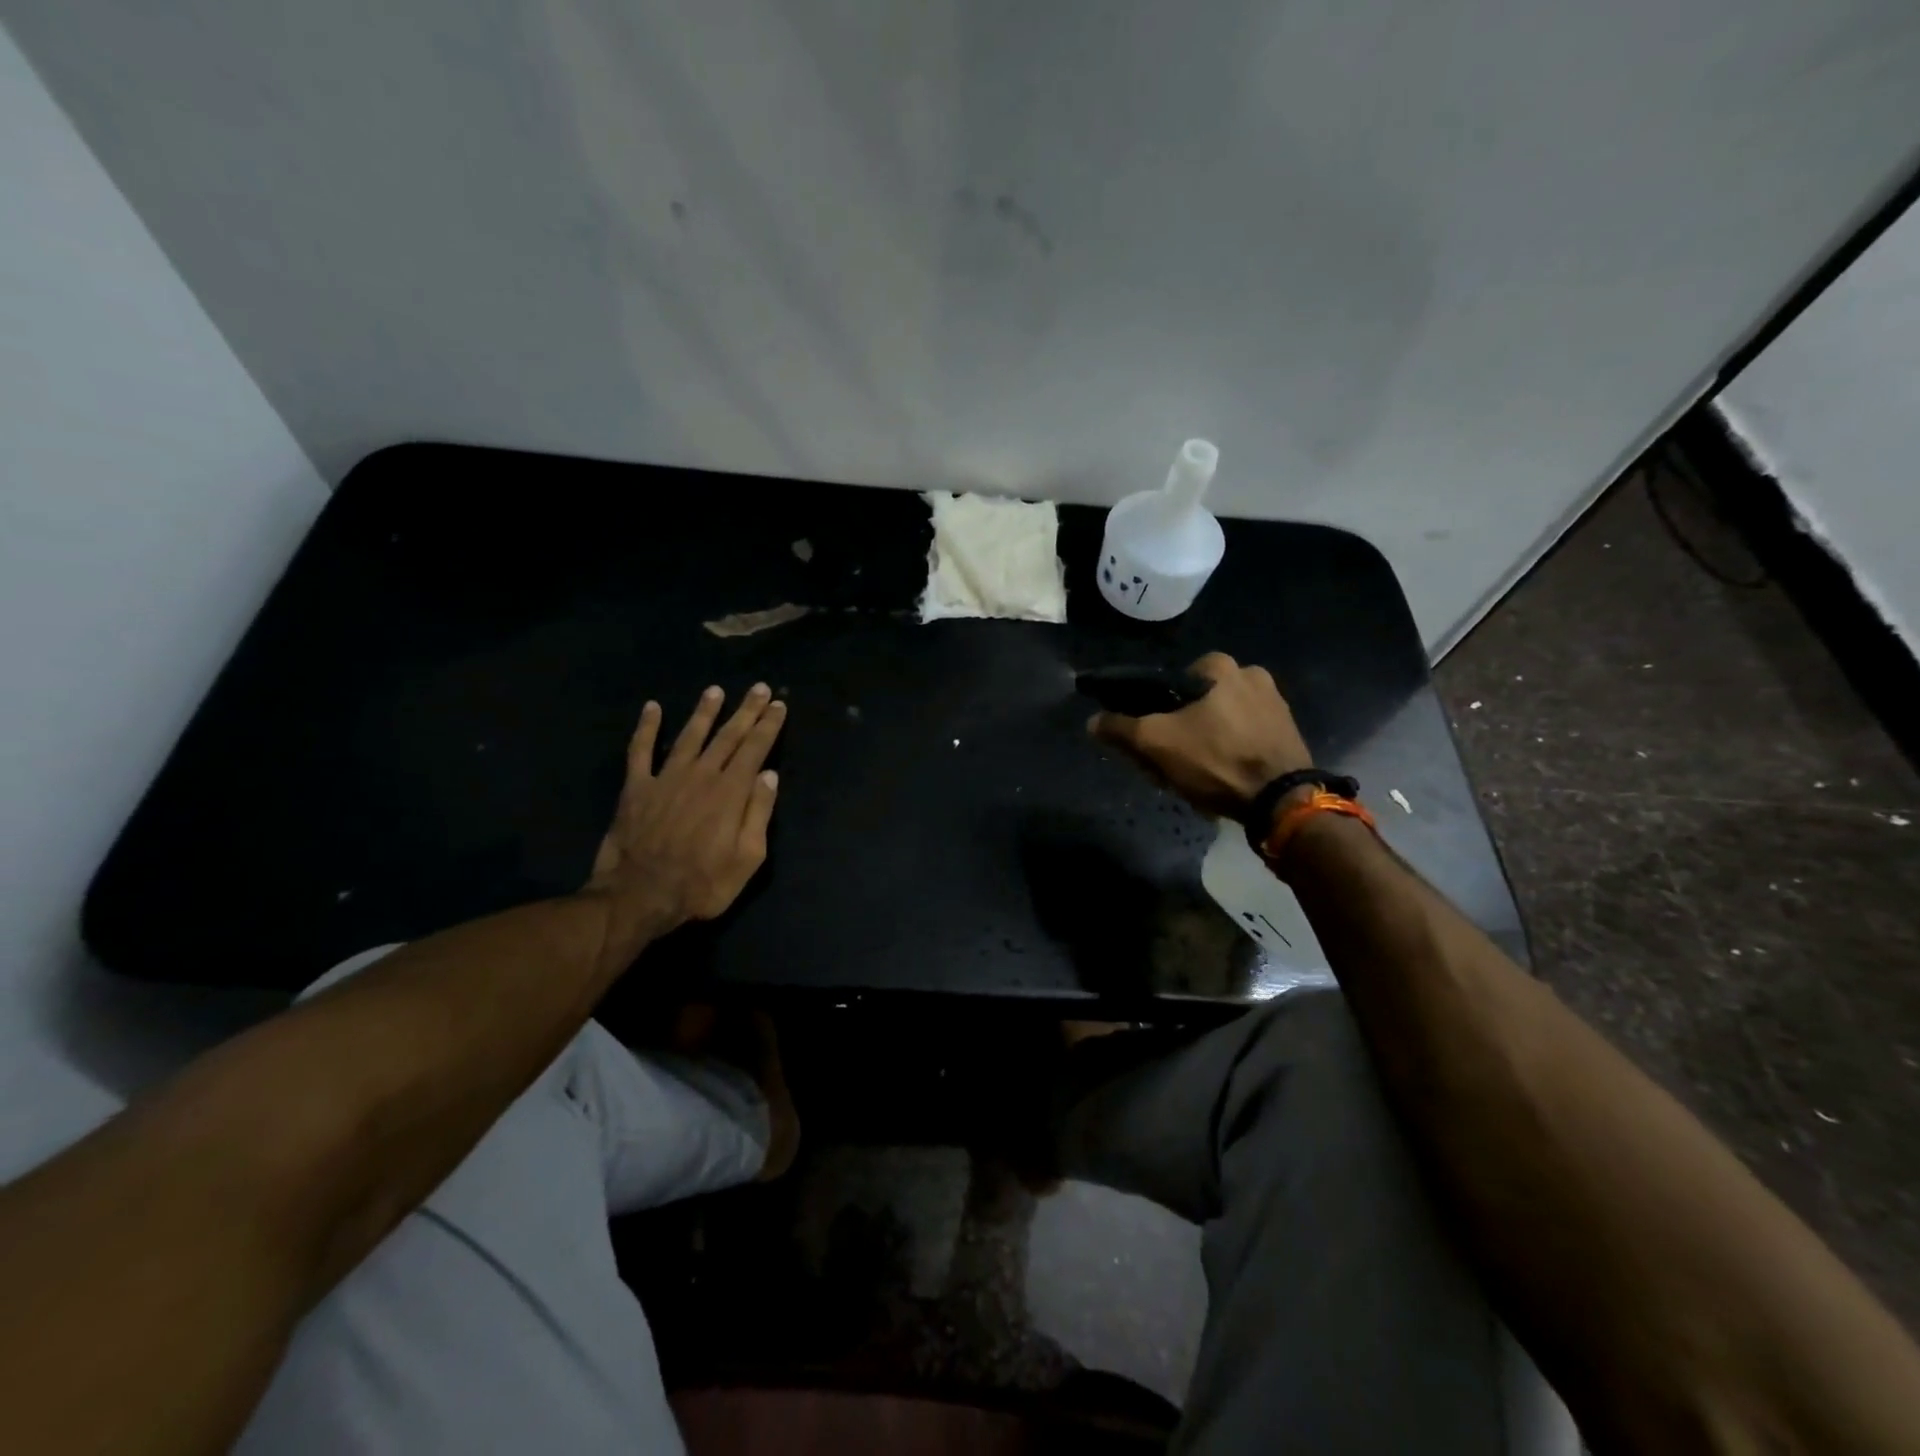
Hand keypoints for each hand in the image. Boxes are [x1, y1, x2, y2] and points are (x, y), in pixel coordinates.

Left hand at [583, 683, 785, 962]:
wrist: (639, 896)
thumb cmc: (702, 884)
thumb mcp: (747, 858)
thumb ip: (759, 813)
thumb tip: (769, 775)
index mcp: (730, 792)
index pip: (755, 749)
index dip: (768, 725)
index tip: (778, 705)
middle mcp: (701, 775)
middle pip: (727, 736)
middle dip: (746, 711)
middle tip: (758, 688)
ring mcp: (666, 778)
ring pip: (689, 736)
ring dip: (704, 712)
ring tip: (716, 691)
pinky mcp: (636, 787)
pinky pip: (640, 751)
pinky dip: (646, 728)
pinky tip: (652, 708)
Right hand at [1088, 652, 1309, 818]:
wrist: (1280, 800)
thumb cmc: (1215, 760)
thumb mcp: (1156, 743)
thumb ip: (1121, 728)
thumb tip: (1093, 720)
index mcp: (1221, 666)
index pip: (1169, 683)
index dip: (1152, 712)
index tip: (1148, 740)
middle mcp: (1252, 675)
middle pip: (1194, 704)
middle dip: (1177, 732)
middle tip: (1167, 763)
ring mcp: (1275, 704)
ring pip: (1218, 722)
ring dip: (1201, 744)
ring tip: (1192, 777)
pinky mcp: (1287, 732)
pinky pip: (1242, 737)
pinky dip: (1227, 752)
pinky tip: (1219, 778)